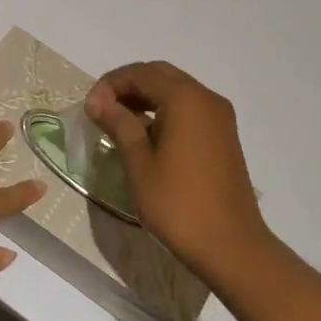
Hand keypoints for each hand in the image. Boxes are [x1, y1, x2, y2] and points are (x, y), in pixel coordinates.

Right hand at [85, 61, 278, 285]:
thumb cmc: (178, 204)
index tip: (89, 108)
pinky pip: (190, 109)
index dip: (110, 84)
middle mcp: (206, 98)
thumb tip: (99, 101)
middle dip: (129, 86)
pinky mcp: (224, 135)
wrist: (231, 246)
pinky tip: (147, 135)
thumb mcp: (139, 163)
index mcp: (185, 99)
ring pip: (177, 91)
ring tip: (119, 122)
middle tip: (102, 109)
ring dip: (147, 98)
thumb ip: (120, 125)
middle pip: (161, 75)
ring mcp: (220, 117)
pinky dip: (165, 111)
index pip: (141, 73)